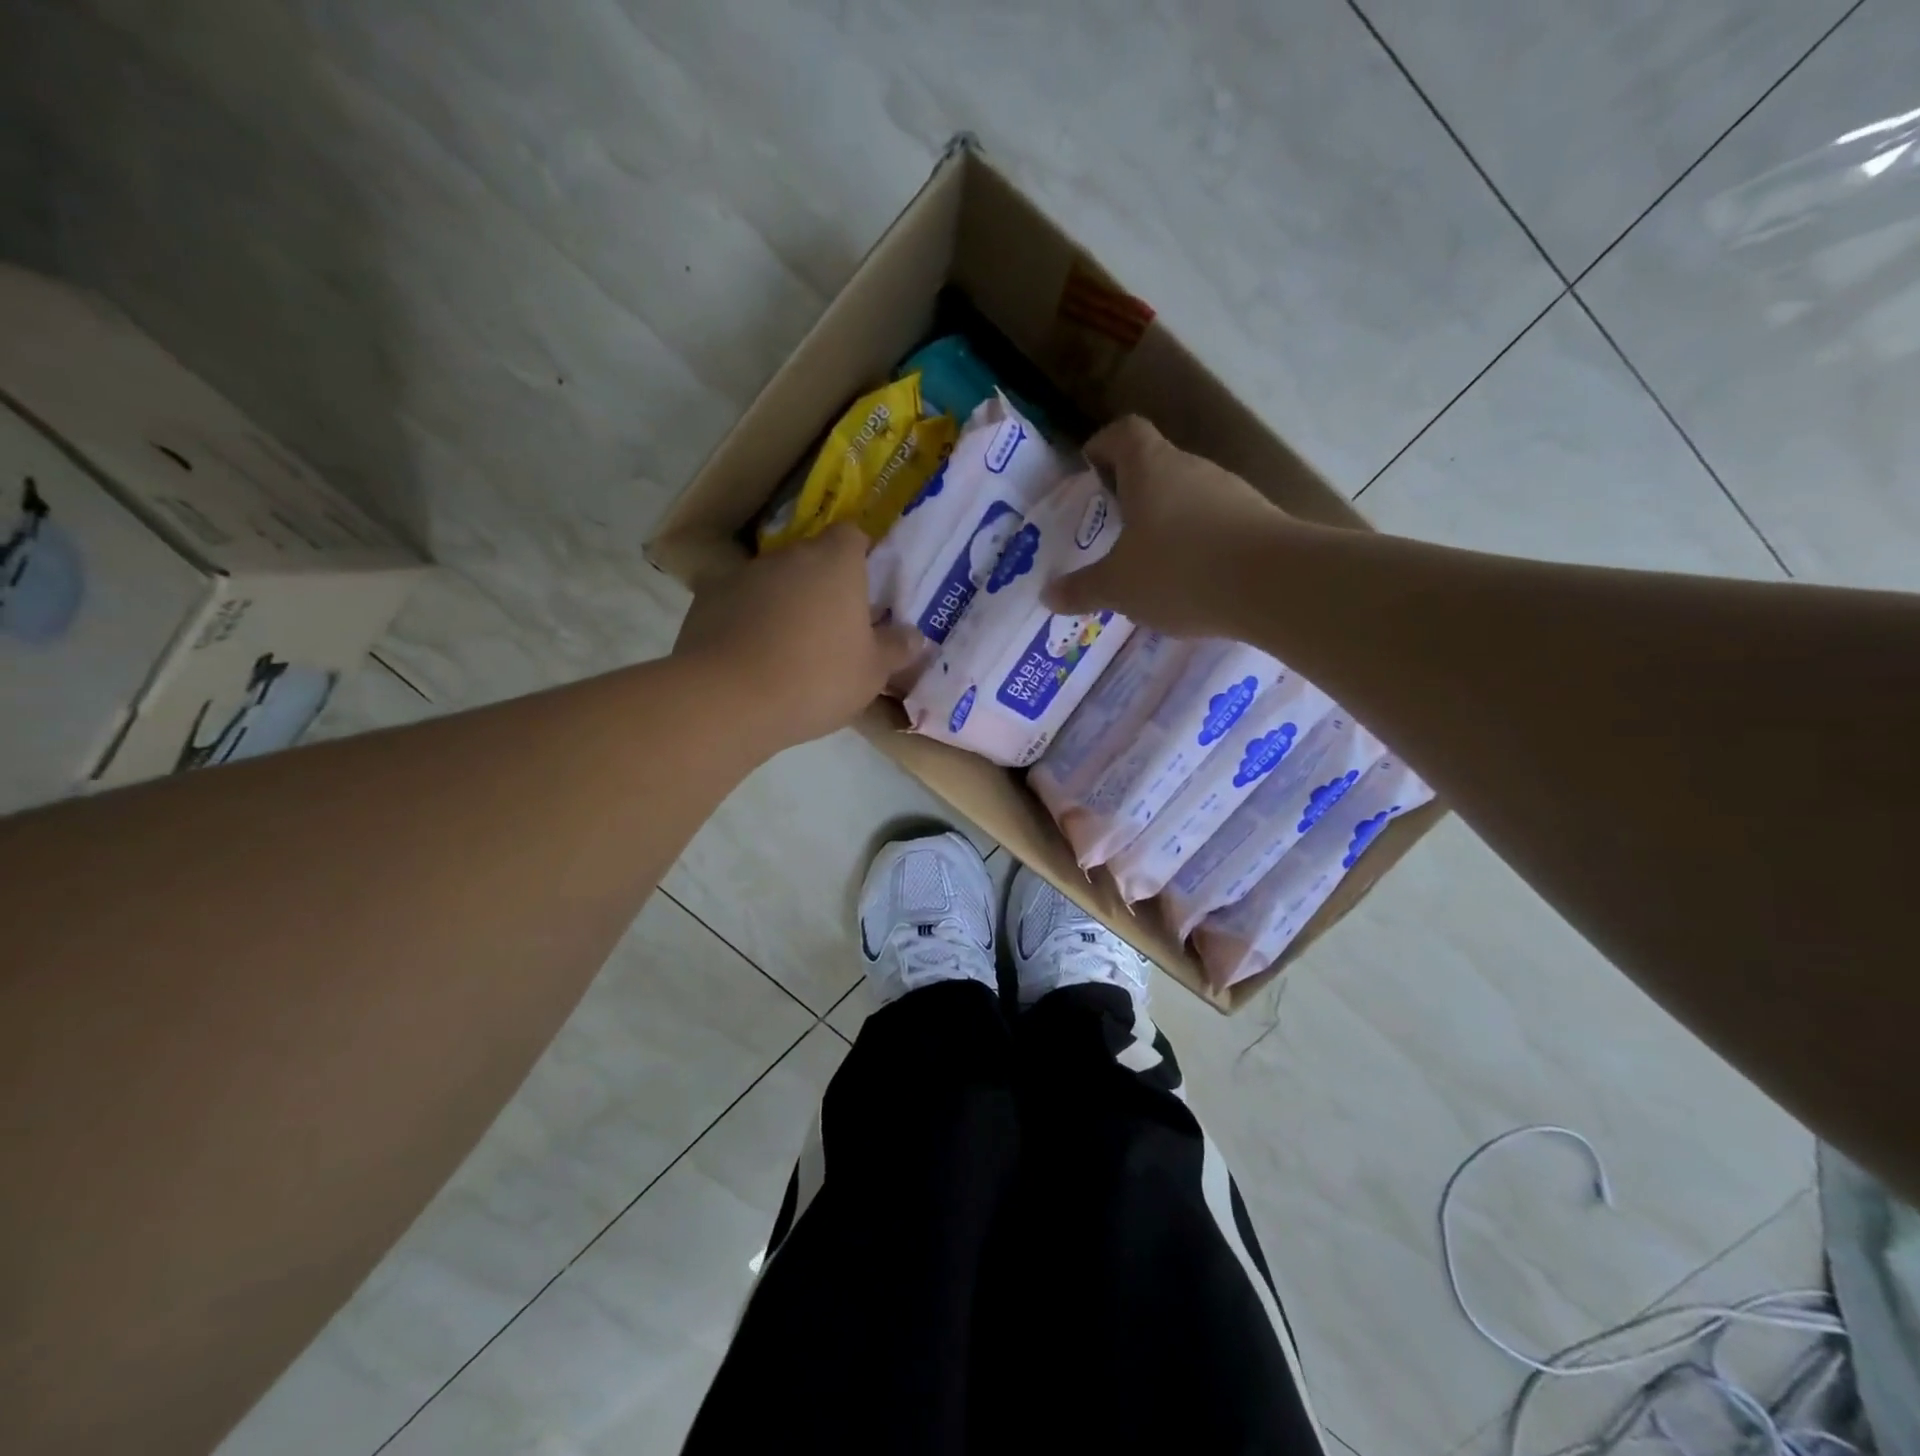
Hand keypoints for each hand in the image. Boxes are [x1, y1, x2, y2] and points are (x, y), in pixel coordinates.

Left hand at [673, 523, 922, 751]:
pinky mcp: (707, 600)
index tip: (866, 588)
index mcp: (835, 562)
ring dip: (784, 602)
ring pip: (774, 580)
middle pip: (811, 558)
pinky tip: (752, 656)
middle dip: (823, 584)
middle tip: (834, 626)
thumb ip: (896, 648)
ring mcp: (743, 575)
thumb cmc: (817, 679)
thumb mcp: (872, 673)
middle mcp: (788, 556)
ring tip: (790, 647)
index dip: (860, 556)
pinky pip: (739, 603)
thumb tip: (915, 635)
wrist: (728, 700)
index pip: (852, 535)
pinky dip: (748, 620)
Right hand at [1044, 416, 1287, 636]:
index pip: (1124, 432)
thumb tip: (1047, 595)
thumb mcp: (1118, 587)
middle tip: (1112, 525)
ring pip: (1188, 496)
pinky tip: (1191, 580)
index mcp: (1150, 468)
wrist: (1273, 585)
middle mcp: (1192, 468)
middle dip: (1132, 490)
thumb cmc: (1178, 571)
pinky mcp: (1258, 520)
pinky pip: (1215, 524)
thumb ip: (1082, 589)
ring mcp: (1230, 492)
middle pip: (1156, 464)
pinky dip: (1197, 543)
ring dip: (1167, 519)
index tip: (1089, 466)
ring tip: (1149, 560)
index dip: (1103, 444)